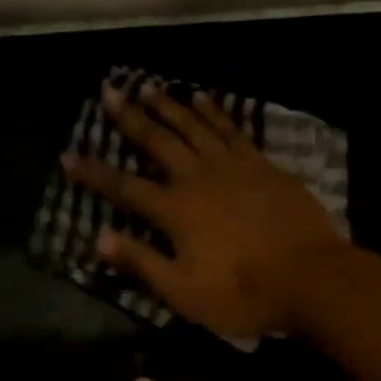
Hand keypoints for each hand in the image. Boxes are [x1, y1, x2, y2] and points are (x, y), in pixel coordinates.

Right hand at [63, 83, 346, 338]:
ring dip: (168, 106)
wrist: (313, 278)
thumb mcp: (183, 291)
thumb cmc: (243, 292)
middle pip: (157, 141)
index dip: (93, 173)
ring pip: (192, 126)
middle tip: (109, 92)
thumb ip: (141, 262)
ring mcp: (232, 166)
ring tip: (148, 87)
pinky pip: (230, 129)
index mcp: (175, 210)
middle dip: (129, 117)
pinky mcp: (260, 164)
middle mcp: (197, 178)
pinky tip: (202, 99)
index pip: (123, 187)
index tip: (67, 156)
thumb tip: (98, 238)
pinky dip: (213, 111)